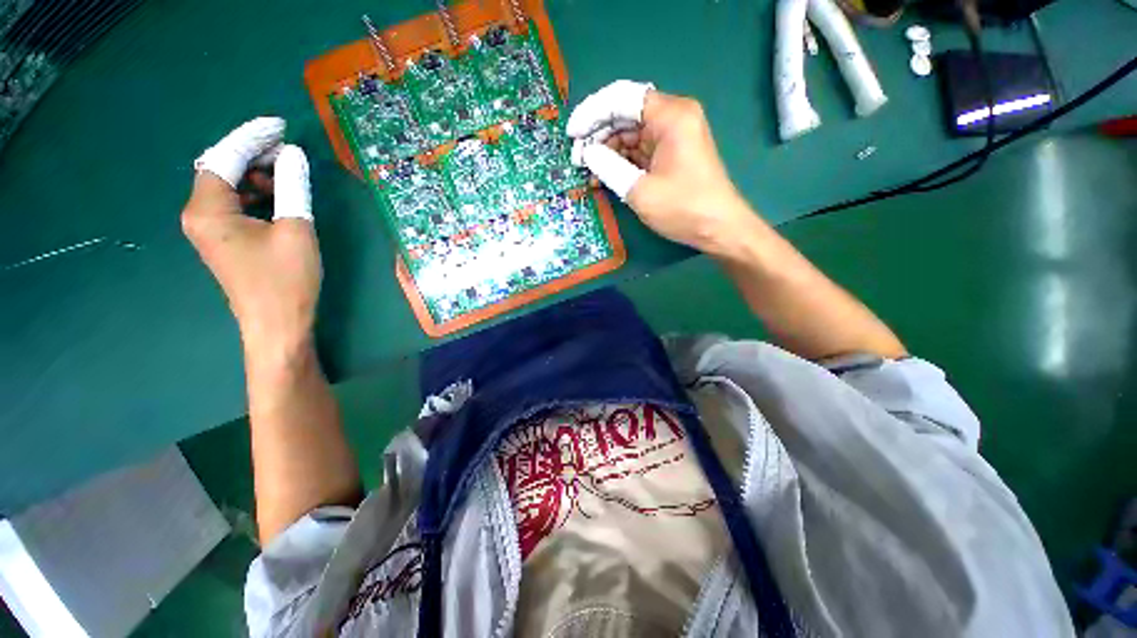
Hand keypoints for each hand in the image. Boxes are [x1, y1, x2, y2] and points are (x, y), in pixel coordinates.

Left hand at [182, 117, 319, 359]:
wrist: (277, 325)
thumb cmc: (286, 280)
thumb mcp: (295, 230)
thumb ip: (292, 188)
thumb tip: (294, 155)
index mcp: (208, 209)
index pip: (224, 158)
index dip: (252, 138)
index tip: (281, 126)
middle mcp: (199, 214)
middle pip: (221, 168)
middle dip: (254, 154)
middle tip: (289, 150)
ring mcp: (209, 229)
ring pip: (229, 186)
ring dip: (257, 174)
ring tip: (288, 172)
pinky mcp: (224, 240)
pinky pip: (234, 204)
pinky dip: (255, 194)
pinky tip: (277, 196)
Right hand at [568, 81, 760, 259]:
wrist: (718, 229)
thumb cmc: (683, 208)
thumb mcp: (640, 190)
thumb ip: (609, 167)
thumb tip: (587, 154)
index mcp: (671, 116)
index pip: (623, 98)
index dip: (593, 113)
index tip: (572, 135)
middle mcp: (673, 117)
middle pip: (626, 114)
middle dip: (598, 135)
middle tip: (577, 159)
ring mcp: (673, 136)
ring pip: (630, 133)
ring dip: (608, 150)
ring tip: (588, 172)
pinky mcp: (671, 154)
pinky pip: (640, 149)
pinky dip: (622, 161)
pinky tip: (605, 176)